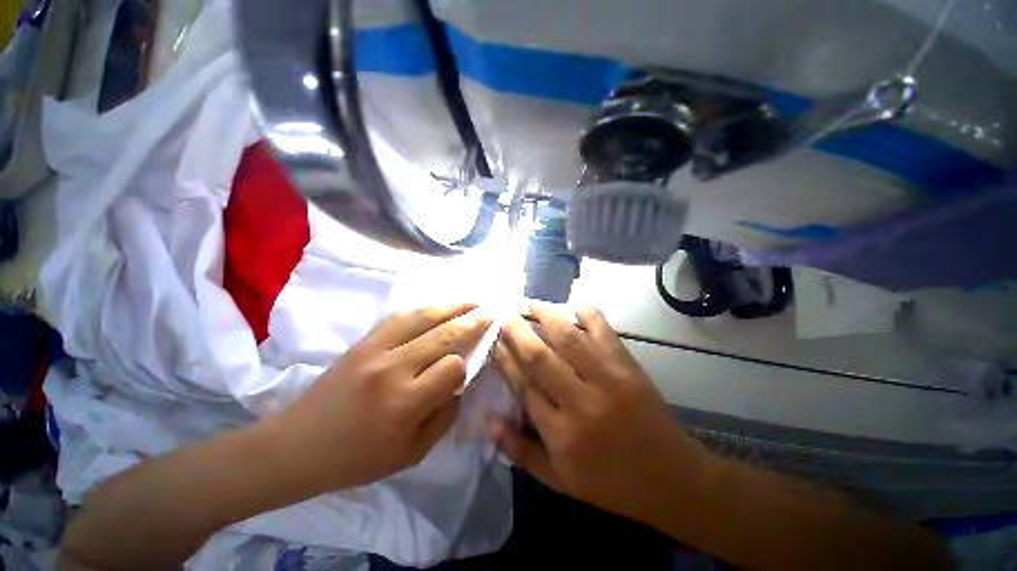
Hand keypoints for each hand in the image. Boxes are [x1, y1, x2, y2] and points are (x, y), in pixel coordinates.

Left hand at [275, 303, 491, 493]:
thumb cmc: (357, 458)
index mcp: (405, 403)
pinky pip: (401, 316)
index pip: (453, 368)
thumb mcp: (412, 453)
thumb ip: (444, 416)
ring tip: (471, 301)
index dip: (465, 366)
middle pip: (444, 335)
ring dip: (452, 306)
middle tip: (490, 312)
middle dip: (472, 321)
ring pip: (424, 317)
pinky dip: (425, 309)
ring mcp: (375, 349)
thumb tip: (459, 382)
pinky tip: (439, 306)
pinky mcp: (363, 341)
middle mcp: (393, 369)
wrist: (298, 445)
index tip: (466, 368)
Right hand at [489, 305, 710, 524]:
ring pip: (568, 338)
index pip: (522, 385)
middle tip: (504, 315)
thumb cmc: (611, 483)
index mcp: (560, 433)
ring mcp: (607, 380)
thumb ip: (520, 451)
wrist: (672, 479)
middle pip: (539, 357)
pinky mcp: (628, 367)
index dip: (504, 359)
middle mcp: (579, 402)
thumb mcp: (559, 480)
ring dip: (546, 316)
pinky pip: (604, 332)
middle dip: (517, 331)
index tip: (494, 341)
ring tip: (531, 304)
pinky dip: (589, 314)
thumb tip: (488, 420)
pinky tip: (575, 304)